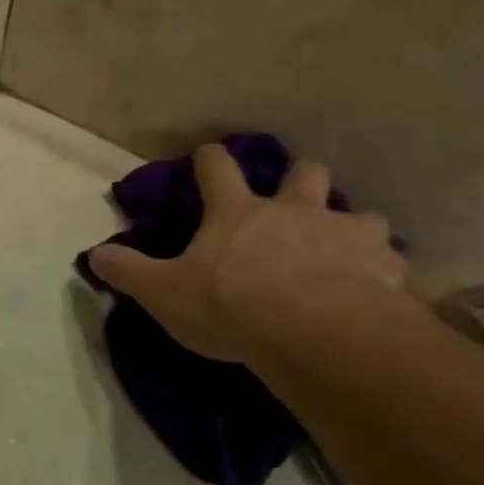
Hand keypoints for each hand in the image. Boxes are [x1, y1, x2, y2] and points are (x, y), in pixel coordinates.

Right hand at [88, 144, 406, 361]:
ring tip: (345, 251)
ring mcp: (345, 234)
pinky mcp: (385, 265)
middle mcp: (295, 211)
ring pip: (358, 213)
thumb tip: (93, 254)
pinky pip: (390, 261)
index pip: (217, 170)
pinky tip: (380, 290)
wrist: (318, 332)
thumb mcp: (165, 292)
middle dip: (299, 175)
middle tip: (296, 192)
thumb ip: (128, 271)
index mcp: (238, 213)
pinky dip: (383, 270)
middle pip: (304, 173)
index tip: (207, 152)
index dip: (209, 159)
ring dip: (349, 226)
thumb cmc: (232, 306)